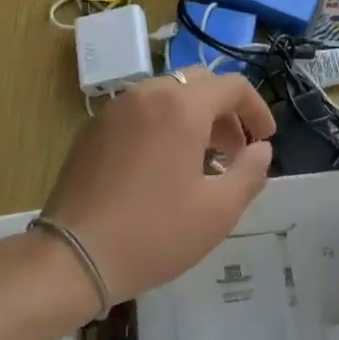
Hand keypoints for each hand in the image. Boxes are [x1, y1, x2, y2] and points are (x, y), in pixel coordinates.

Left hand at [40, 70, 275, 307]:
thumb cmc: (154, 232)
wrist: (74, 256)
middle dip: (225, 111)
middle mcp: (148, 94)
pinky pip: (140, 111)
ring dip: (193, 116)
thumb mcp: (218, 211)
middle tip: (233, 151)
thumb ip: (250, 173)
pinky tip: (161, 166)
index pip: (232, 86)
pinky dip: (162, 124)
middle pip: (199, 83)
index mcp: (182, 107)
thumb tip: (261, 150)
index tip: (264, 139)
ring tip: (199, 160)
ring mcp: (116, 109)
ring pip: (167, 94)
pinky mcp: (93, 128)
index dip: (256, 109)